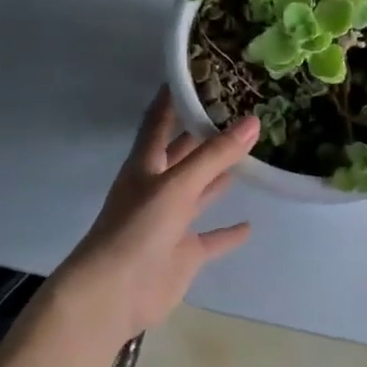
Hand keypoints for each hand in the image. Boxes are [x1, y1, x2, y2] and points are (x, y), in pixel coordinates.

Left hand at [47, 87, 258, 352]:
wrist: (112, 295)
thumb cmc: (137, 230)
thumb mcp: (176, 185)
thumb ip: (214, 155)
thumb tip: (254, 121)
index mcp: (146, 164)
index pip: (160, 120)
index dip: (174, 96)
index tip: (197, 71)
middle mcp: (158, 187)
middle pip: (184, 153)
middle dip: (206, 134)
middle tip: (241, 110)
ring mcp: (171, 221)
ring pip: (200, 191)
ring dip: (220, 176)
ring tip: (251, 154)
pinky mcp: (183, 252)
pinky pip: (211, 238)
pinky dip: (228, 232)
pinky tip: (250, 225)